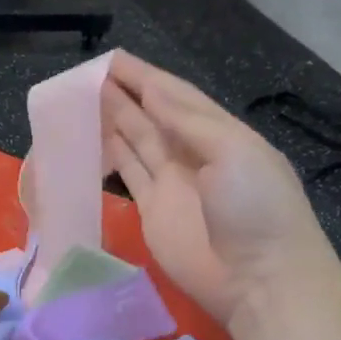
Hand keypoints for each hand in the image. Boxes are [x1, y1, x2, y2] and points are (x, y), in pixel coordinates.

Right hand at [102, 52, 332, 326]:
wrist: (260, 280)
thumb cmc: (256, 208)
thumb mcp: (233, 152)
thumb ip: (188, 121)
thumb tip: (152, 89)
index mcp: (219, 133)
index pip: (175, 96)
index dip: (144, 77)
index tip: (111, 59)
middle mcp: (192, 153)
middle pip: (151, 116)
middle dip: (122, 93)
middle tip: (85, 75)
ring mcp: (171, 184)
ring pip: (136, 142)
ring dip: (112, 120)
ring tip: (80, 99)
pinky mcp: (151, 211)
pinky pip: (127, 175)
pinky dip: (109, 156)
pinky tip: (91, 138)